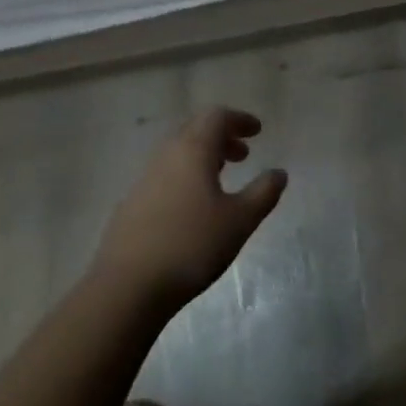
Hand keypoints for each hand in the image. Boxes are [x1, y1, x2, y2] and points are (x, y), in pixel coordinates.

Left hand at [92, 109, 287, 314]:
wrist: (125, 288)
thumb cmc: (191, 246)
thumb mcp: (239, 221)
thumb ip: (263, 193)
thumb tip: (279, 173)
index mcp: (193, 150)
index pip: (217, 117)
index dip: (240, 120)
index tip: (258, 131)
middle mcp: (166, 155)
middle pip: (195, 129)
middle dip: (222, 136)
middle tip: (243, 154)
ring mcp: (144, 179)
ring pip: (178, 152)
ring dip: (203, 156)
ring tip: (221, 177)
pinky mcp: (131, 204)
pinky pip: (164, 174)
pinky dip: (185, 175)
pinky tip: (192, 205)